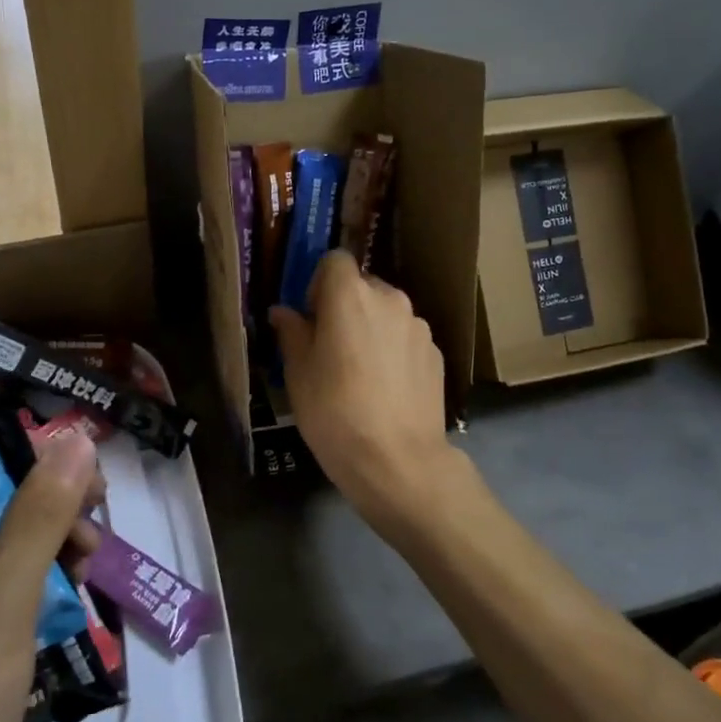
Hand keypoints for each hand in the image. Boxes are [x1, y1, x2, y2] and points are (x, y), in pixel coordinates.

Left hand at [0, 434, 101, 721]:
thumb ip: (38, 515)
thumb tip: (74, 436)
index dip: (10, 455)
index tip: (70, 460)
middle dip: (42, 506)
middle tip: (94, 509)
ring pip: (3, 549)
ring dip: (50, 544)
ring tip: (91, 556)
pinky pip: (8, 591)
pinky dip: (44, 582)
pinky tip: (78, 586)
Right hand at [269, 250, 457, 538]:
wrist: (398, 461)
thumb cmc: (334, 412)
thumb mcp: (298, 373)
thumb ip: (291, 333)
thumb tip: (283, 312)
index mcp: (351, 295)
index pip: (334, 260)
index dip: (318, 282)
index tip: (310, 316)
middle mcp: (390, 299)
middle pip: (363, 285)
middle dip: (345, 306)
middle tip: (331, 347)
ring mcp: (419, 326)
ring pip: (387, 313)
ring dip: (372, 328)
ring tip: (360, 373)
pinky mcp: (437, 354)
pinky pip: (406, 339)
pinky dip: (394, 350)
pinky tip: (386, 389)